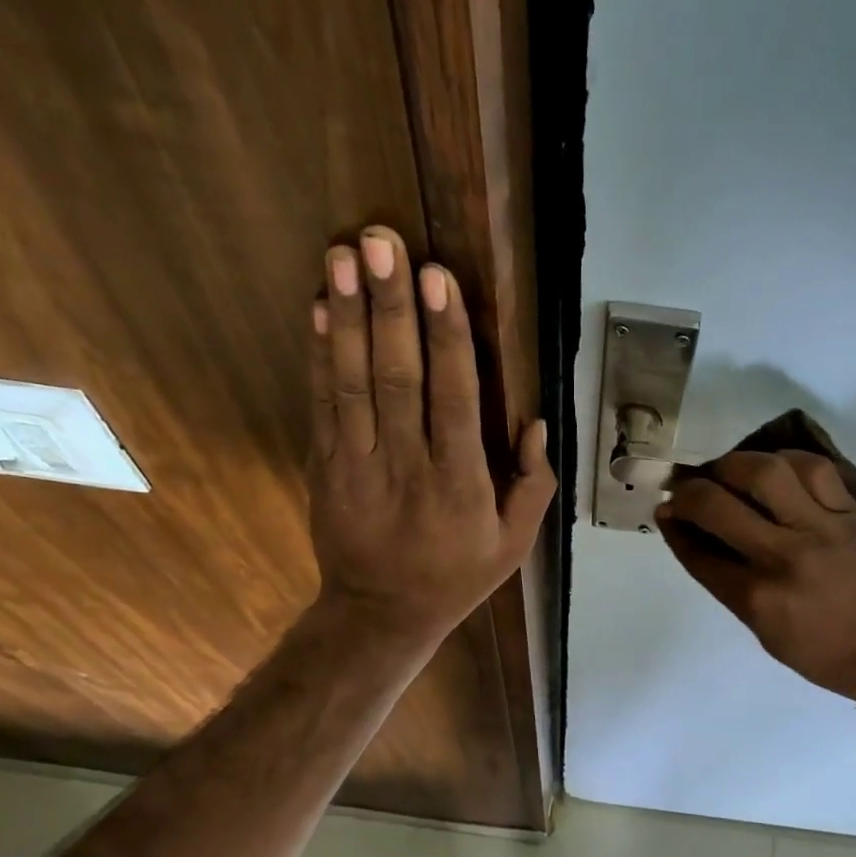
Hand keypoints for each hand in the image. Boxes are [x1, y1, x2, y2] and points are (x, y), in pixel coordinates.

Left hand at [307, 226, 553, 650]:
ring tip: (343, 255)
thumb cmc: (457, 575)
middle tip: (382, 242)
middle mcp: (407, 466)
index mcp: (460, 484)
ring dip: (347, 315)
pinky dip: (319, 354)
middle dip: (390, 306)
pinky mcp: (325, 466)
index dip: (446, 336)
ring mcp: (357, 464)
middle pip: (397, 377)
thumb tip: (536, 421)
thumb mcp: (514, 544)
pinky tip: (318, 307)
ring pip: (352, 381)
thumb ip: (532, 484)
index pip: (453, 399)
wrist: (380, 614)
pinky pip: (322, 403)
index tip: (438, 278)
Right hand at [657, 451, 855, 698]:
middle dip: (689, 490)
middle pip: (719, 505)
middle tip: (687, 488)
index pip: (698, 552)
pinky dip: (787, 461)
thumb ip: (731, 585)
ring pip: (767, 472)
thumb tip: (699, 540)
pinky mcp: (852, 514)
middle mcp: (784, 557)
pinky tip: (776, 467)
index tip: (666, 511)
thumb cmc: (824, 652)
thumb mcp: (765, 631)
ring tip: (729, 470)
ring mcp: (821, 529)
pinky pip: (815, 469)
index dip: (674, 526)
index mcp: (758, 598)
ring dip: (735, 464)